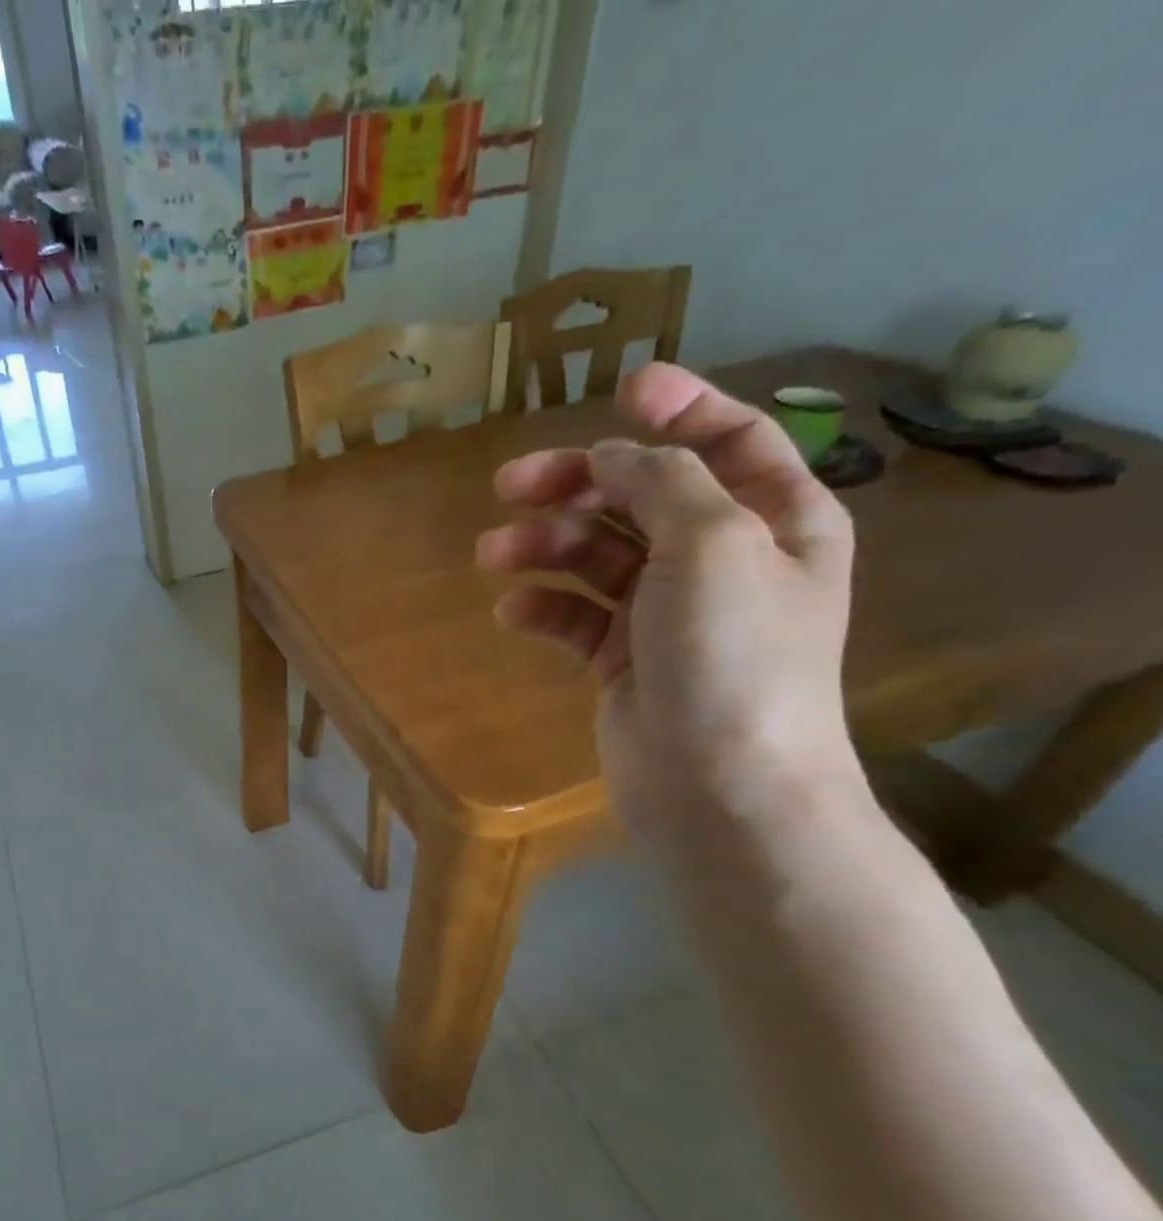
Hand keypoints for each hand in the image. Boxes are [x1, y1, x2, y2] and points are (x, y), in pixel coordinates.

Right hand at [475, 363, 858, 844]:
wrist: (719, 787)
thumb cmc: (733, 656)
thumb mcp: (713, 544)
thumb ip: (662, 482)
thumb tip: (610, 454)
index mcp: (774, 521)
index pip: (732, 441)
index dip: (683, 408)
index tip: (622, 389)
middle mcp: (721, 560)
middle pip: (642, 497)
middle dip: (577, 483)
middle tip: (509, 482)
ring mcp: (667, 613)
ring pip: (596, 557)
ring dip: (543, 547)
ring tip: (491, 553)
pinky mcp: (621, 659)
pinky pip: (575, 616)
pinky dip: (542, 608)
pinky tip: (511, 612)